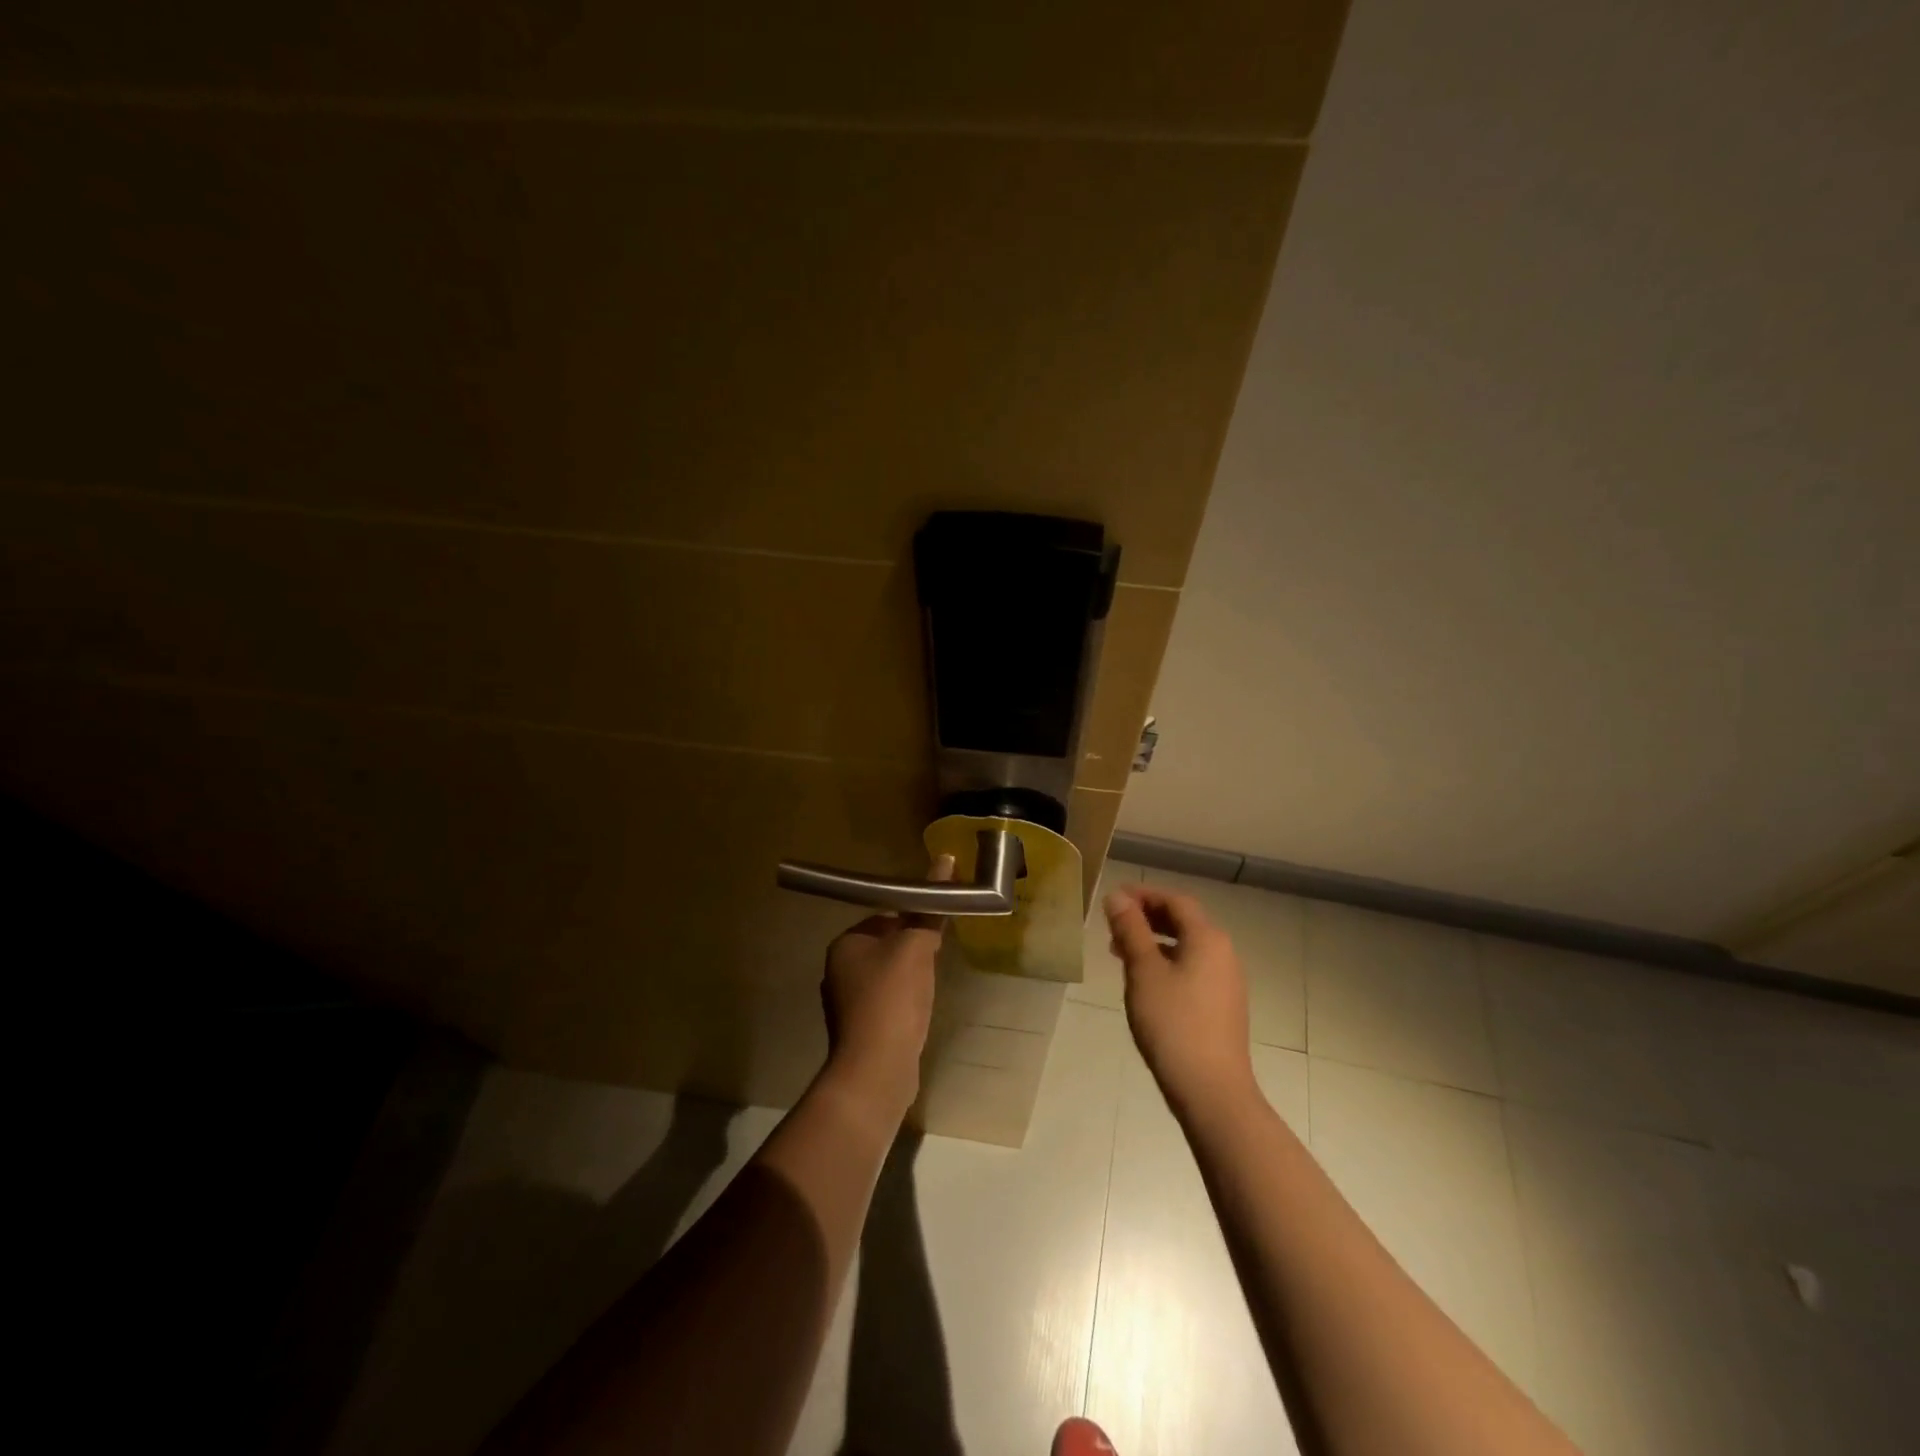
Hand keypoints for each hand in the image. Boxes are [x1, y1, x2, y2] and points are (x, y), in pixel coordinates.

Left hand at [819, 854, 952, 1120]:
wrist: (876, 1070)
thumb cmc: (893, 998)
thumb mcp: (917, 946)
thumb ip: (930, 907)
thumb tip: (944, 858)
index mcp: (845, 943)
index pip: (885, 916)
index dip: (913, 920)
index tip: (936, 932)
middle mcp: (838, 969)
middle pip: (887, 945)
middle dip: (914, 950)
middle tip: (936, 960)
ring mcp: (846, 1003)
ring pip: (889, 975)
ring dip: (911, 977)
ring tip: (929, 988)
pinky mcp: (859, 1030)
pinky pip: (887, 1002)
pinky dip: (905, 1002)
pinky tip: (919, 1012)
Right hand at [1105, 883, 1257, 1119]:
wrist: (1212, 1091)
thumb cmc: (1173, 1024)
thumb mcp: (1144, 972)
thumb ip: (1131, 930)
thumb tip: (1117, 897)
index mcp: (1207, 938)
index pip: (1175, 901)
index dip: (1144, 894)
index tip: (1114, 898)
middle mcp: (1223, 953)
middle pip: (1184, 921)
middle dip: (1148, 917)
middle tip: (1114, 923)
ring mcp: (1226, 981)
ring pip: (1187, 946)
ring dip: (1154, 941)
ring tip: (1121, 952)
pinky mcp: (1222, 1005)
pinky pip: (1192, 968)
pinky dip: (1166, 962)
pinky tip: (1145, 982)